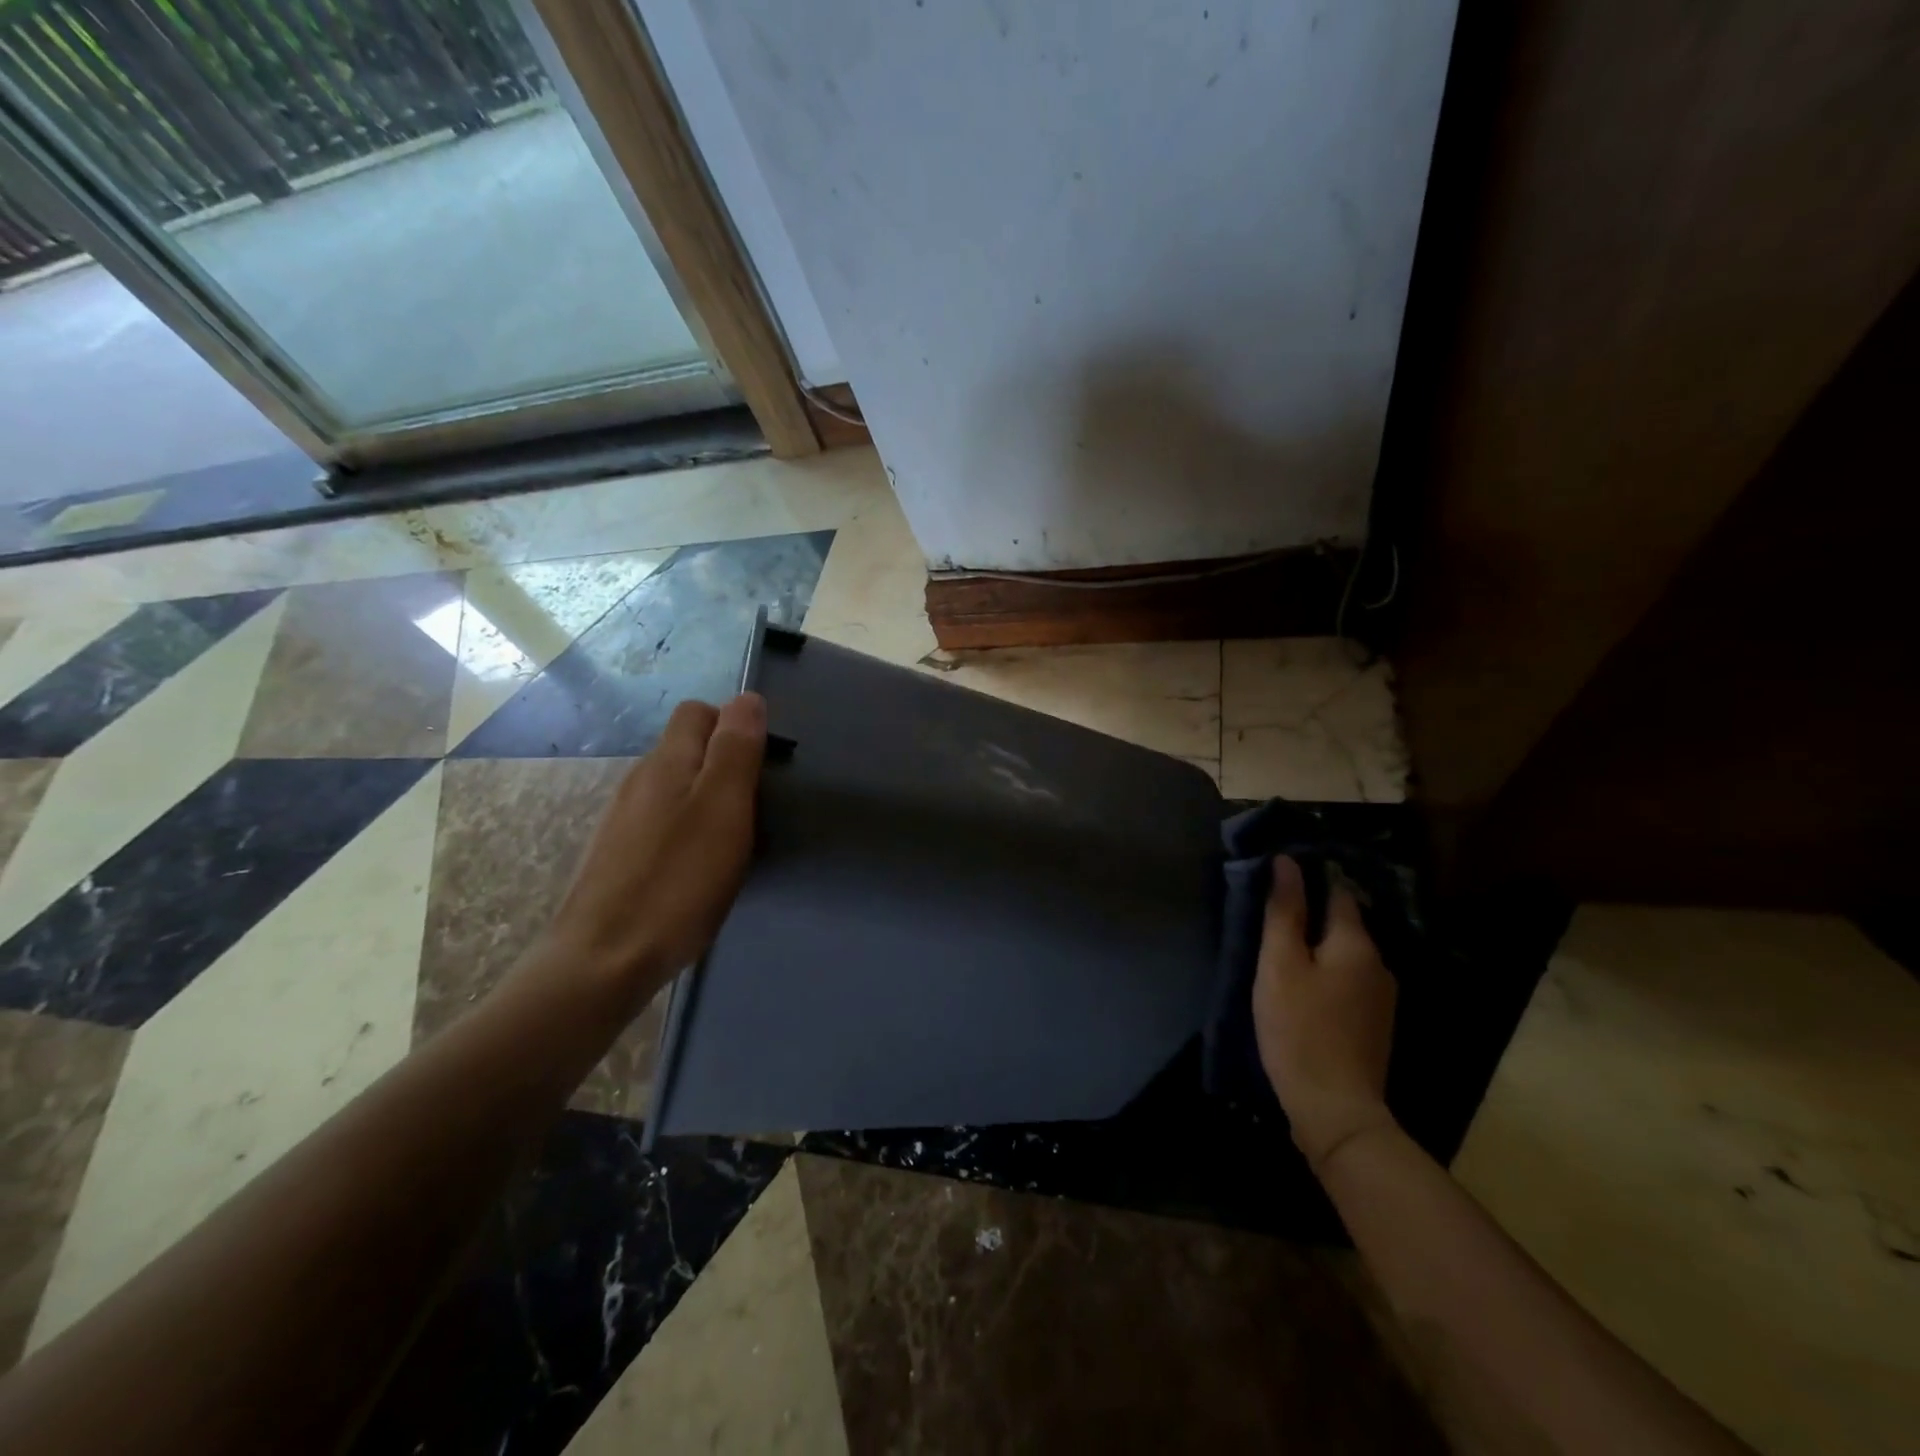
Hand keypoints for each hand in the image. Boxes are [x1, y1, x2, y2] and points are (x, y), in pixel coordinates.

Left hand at [545, 693, 766, 1007]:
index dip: (734, 724)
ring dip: (706, 798)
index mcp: (666, 762)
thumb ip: (735, 750)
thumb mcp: (722, 808)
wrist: (604, 959)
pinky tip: (698, 866)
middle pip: (685, 748)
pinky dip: (687, 829)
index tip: (762, 762)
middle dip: (723, 762)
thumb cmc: (678, 880)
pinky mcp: (617, 855)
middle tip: (755, 805)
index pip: (698, 712)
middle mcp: (639, 780)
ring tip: (733, 838)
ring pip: (674, 787)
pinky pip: (661, 822)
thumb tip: (748, 698)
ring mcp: (623, 819)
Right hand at [1253, 855, 1398, 1171]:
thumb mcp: (1280, 964)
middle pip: (1343, 924)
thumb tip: (1287, 863)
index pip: (1338, 892)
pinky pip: (1348, 981)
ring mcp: (1381, 998)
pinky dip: (1326, 973)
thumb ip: (1284, 912)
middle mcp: (1379, 964)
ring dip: (1318, 947)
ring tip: (1281, 949)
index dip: (1310, 879)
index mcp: (1357, 944)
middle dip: (1311, 915)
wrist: (1335, 1109)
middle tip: (1271, 914)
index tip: (1278, 876)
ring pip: (1345, 955)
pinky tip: (1302, 986)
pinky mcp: (1374, 1025)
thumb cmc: (1299, 1028)